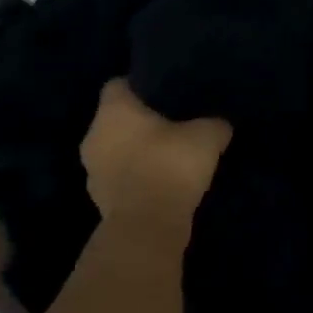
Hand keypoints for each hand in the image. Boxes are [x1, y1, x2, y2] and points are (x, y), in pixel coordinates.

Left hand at [79, 79, 231, 235]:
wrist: (147, 227)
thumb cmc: (170, 166)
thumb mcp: (207, 137)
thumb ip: (214, 123)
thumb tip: (220, 124)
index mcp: (113, 110)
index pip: (117, 84)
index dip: (139, 86)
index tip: (162, 94)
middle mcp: (94, 135)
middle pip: (114, 120)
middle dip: (138, 122)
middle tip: (170, 125)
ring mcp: (92, 171)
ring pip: (114, 151)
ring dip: (134, 153)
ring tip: (166, 157)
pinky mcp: (99, 201)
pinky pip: (118, 179)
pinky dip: (134, 179)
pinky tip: (160, 184)